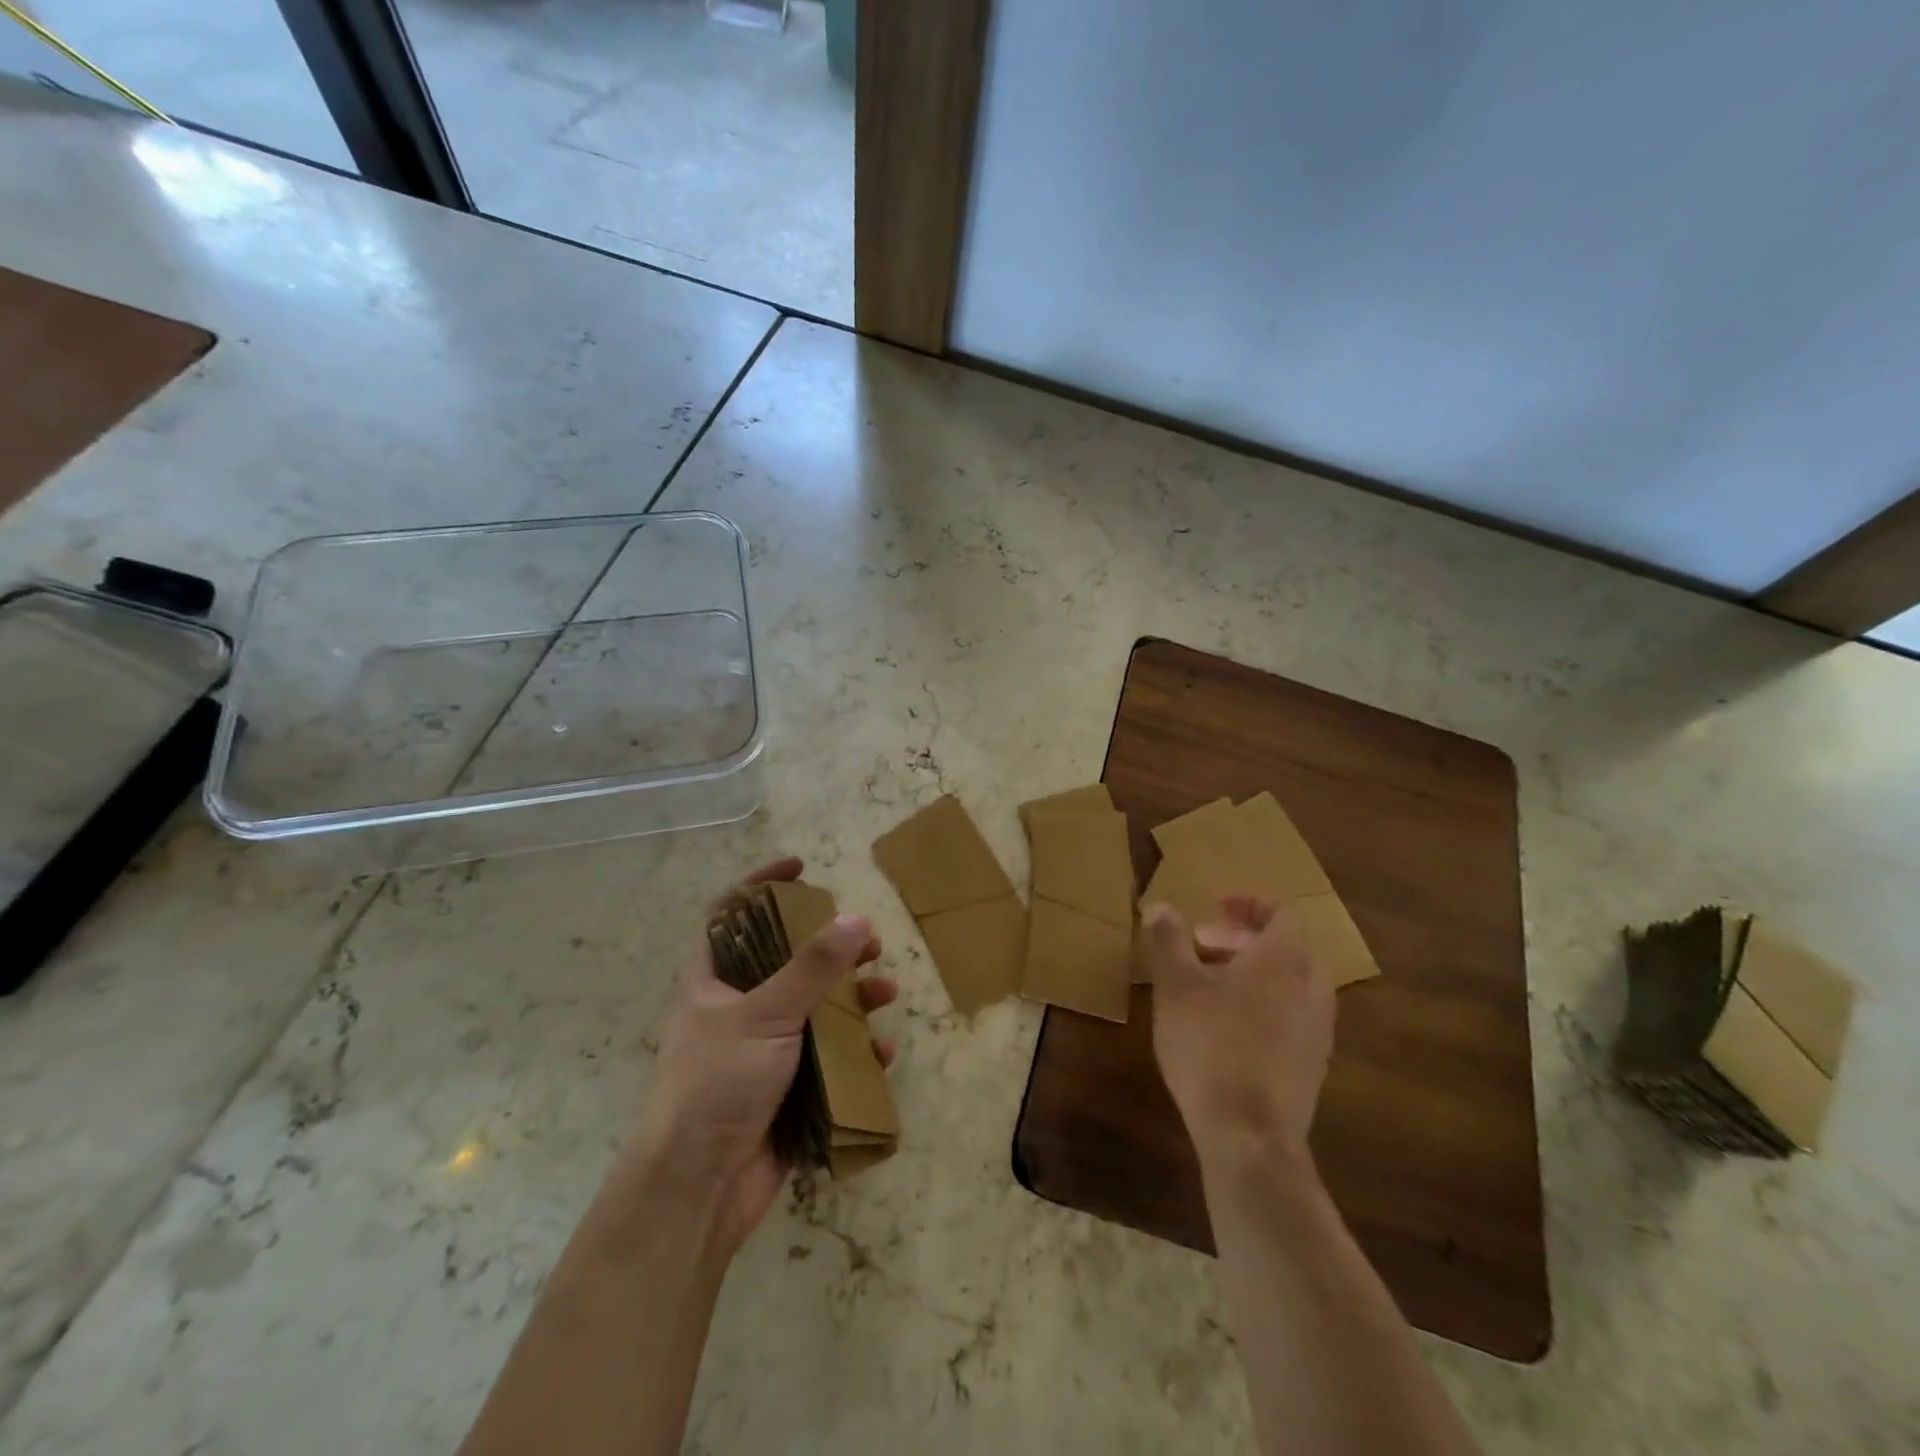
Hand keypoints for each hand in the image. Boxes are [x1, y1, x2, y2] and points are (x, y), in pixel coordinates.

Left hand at [626, 857, 896, 1255]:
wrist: (695, 1191)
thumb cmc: (716, 1084)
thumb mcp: (765, 1014)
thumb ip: (813, 967)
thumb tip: (856, 918)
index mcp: (714, 981)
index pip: (731, 915)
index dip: (761, 885)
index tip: (801, 869)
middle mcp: (738, 1009)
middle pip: (787, 962)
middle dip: (830, 950)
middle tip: (868, 942)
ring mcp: (764, 1051)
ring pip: (815, 1011)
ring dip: (853, 1001)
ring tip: (886, 994)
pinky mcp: (787, 1089)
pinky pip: (829, 1059)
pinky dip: (856, 1053)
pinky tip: (880, 1054)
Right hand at [1141, 895, 1332, 1168]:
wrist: (1249, 1136)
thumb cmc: (1210, 1045)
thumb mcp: (1176, 985)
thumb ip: (1168, 940)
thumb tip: (1160, 906)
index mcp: (1285, 959)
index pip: (1281, 912)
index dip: (1247, 904)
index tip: (1213, 907)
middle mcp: (1313, 988)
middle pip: (1286, 947)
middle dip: (1242, 941)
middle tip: (1200, 948)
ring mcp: (1318, 1030)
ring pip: (1290, 984)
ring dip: (1252, 974)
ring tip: (1207, 988)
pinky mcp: (1313, 1066)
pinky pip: (1292, 1016)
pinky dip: (1263, 1006)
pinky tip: (1225, 1029)